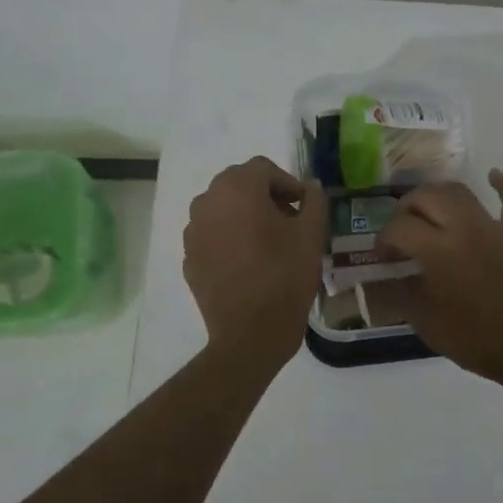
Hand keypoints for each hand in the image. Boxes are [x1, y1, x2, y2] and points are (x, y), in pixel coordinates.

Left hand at [183, 156, 326, 370]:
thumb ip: (314, 201)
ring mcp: (193, 231)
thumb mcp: (312, 234)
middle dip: (265, 196)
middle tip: (289, 221)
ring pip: (223, 209)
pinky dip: (229, 238)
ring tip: (269, 242)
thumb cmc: (285, 276)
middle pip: (239, 184)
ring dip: (245, 216)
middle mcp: (207, 202)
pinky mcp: (189, 258)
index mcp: (237, 189)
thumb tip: (310, 186)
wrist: (250, 334)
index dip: (288, 183)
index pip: (263, 168)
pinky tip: (249, 263)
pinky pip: (212, 235)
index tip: (304, 207)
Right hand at [377, 169, 502, 388]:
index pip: (399, 228)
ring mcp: (494, 227)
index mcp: (438, 251)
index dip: (383, 240)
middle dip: (405, 210)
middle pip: (426, 198)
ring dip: (438, 196)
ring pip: (460, 192)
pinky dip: (502, 184)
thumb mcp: (425, 322)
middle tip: (400, 231)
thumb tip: (390, 271)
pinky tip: (492, 176)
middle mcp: (464, 228)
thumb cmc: (475, 340)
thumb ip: (402, 290)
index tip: (382, 256)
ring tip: (429, 210)